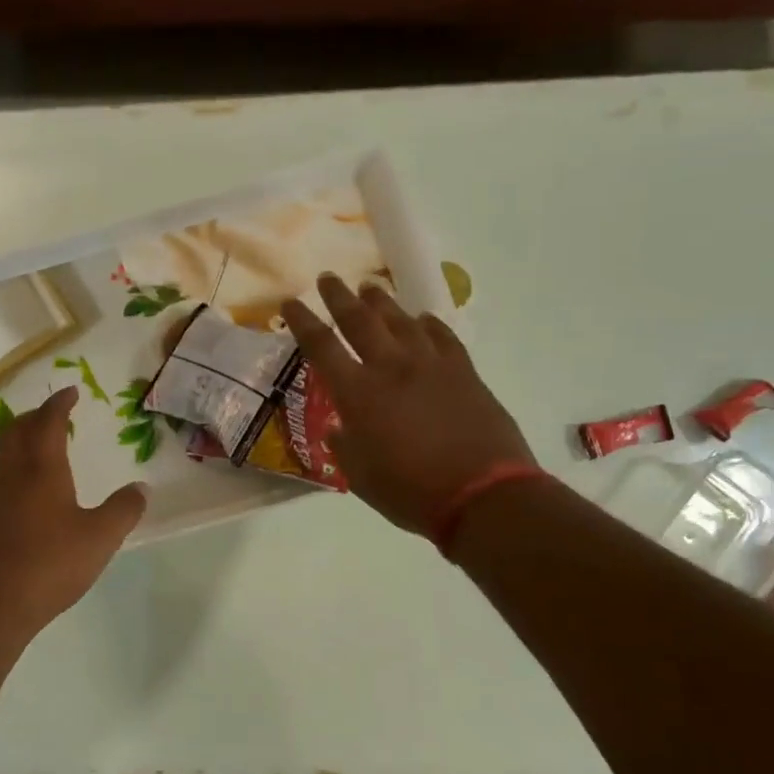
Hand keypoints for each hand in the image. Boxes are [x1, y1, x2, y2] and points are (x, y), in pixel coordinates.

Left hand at [0, 387, 146, 636]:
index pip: (48, 422)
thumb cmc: (49, 564)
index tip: (71, 392)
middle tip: (55, 414)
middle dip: (36, 416)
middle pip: (17, 430)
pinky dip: (11, 465)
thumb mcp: (100, 538)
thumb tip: (141, 488)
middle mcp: (12, 474)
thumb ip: (123, 510)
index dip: (59, 404)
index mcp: (41, 468)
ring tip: (37, 444)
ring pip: (2, 452)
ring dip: (19, 438)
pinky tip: (23, 488)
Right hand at [282, 274, 535, 535]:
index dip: (303, 321)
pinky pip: (442, 336)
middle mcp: (391, 367)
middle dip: (339, 296)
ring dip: (382, 302)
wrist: (483, 495)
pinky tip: (422, 319)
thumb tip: (339, 427)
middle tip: (328, 278)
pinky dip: (428, 324)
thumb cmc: (410, 492)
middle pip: (360, 319)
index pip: (321, 346)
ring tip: (370, 288)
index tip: (291, 302)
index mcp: (358, 393)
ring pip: (401, 320)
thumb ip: (344, 445)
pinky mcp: (464, 372)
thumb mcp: (360, 476)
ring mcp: (431, 365)